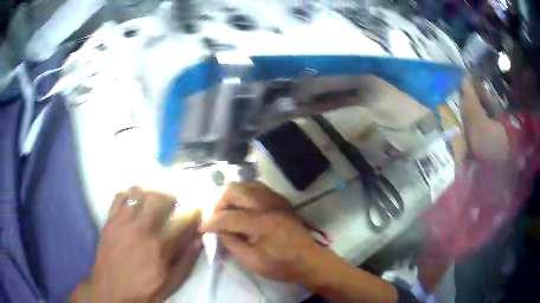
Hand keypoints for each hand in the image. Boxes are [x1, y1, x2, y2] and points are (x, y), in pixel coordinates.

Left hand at [74, 187, 201, 301]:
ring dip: (150, 192)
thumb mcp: (172, 282)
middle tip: (173, 201)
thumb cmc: (145, 288)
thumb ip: (187, 260)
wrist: (113, 290)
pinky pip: (119, 197)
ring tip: (153, 197)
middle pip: (159, 198)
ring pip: (139, 193)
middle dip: (171, 195)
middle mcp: (142, 227)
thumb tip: (198, 240)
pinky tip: (133, 200)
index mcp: (160, 245)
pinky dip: (128, 194)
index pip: (182, 219)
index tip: (197, 208)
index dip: (193, 211)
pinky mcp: (110, 220)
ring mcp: (123, 221)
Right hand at [201, 183, 325, 283]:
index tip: (202, 229)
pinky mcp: (281, 201)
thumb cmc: (281, 264)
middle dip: (220, 203)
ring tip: (229, 211)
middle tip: (217, 218)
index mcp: (259, 222)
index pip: (226, 217)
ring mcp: (275, 200)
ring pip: (247, 185)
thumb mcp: (251, 261)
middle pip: (235, 190)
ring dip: (233, 196)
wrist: (309, 260)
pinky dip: (246, 194)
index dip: (211, 223)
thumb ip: (231, 243)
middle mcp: (266, 204)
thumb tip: (219, 231)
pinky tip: (244, 208)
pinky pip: (258, 188)